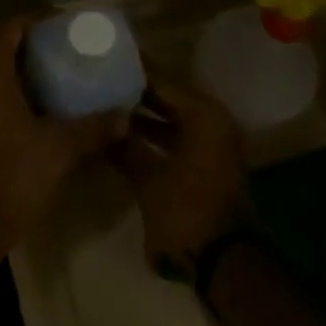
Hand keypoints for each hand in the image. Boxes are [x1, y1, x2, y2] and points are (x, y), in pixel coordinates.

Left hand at [0, 18, 129, 256]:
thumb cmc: (16, 177)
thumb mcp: (62, 148)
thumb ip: (95, 127)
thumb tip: (125, 116)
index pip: (6, 29)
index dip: (32, 19)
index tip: (59, 23)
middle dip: (25, 42)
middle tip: (58, 47)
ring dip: (13, 68)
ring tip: (48, 74)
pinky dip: (4, 92)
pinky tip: (28, 109)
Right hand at [118, 80, 248, 272]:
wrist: (225, 262)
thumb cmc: (186, 210)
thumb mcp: (148, 178)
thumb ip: (127, 148)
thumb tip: (106, 126)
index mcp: (204, 115)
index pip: (162, 82)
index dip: (133, 74)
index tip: (106, 63)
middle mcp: (213, 123)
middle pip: (168, 99)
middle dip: (136, 96)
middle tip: (101, 85)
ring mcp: (213, 146)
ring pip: (172, 121)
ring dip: (144, 119)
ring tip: (106, 111)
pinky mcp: (207, 166)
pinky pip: (177, 140)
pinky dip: (154, 140)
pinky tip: (124, 140)